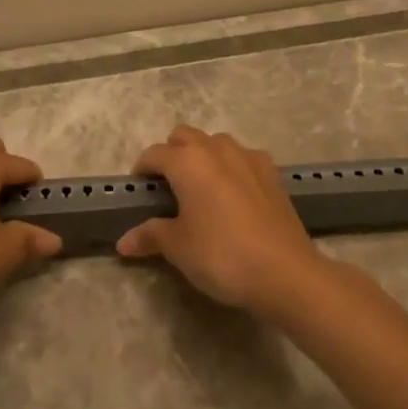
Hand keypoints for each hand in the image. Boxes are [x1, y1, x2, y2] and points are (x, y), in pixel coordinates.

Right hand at [115, 126, 328, 313]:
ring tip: (200, 189)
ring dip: (203, 156)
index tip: (139, 191)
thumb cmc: (221, 255)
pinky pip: (243, 159)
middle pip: (185, 136)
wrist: (284, 271)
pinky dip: (231, 168)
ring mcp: (249, 158)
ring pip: (216, 143)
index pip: (154, 154)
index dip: (142, 170)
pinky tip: (233, 196)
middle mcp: (217, 150)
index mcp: (187, 162)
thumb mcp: (178, 248)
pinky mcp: (273, 174)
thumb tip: (124, 242)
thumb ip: (150, 236)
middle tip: (168, 186)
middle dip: (172, 154)